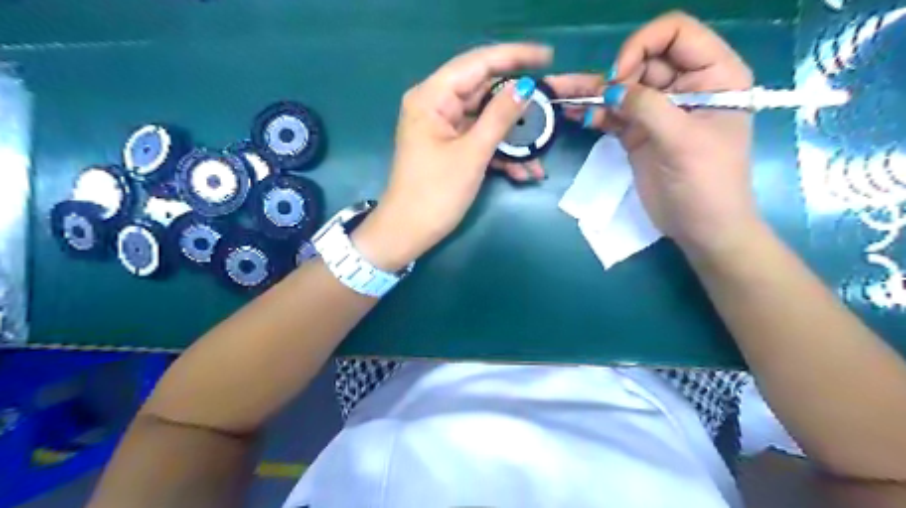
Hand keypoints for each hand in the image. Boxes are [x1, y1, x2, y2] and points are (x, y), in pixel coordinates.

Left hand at [352, 44, 551, 270]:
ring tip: (541, 149)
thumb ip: (499, 117)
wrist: (408, 233)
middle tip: (552, 102)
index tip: (547, 56)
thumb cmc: (435, 193)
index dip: (514, 56)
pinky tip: (525, 171)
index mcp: (432, 97)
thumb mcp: (472, 154)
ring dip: (513, 136)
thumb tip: (525, 87)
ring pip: (486, 119)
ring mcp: (443, 127)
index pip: (477, 63)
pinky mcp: (450, 147)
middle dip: (519, 103)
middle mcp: (436, 105)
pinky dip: (501, 153)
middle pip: (484, 91)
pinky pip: (480, 140)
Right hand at [549, 12, 757, 261]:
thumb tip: (610, 89)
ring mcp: (658, 111)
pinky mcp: (638, 133)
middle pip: (643, 60)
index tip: (620, 76)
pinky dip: (594, 113)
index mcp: (713, 75)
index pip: (676, 34)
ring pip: (622, 88)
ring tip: (561, 94)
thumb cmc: (707, 182)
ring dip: (593, 91)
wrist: (700, 227)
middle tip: (599, 98)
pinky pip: (613, 114)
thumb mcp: (682, 140)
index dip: (643, 46)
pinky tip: (575, 114)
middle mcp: (685, 85)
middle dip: (615, 74)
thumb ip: (647, 107)